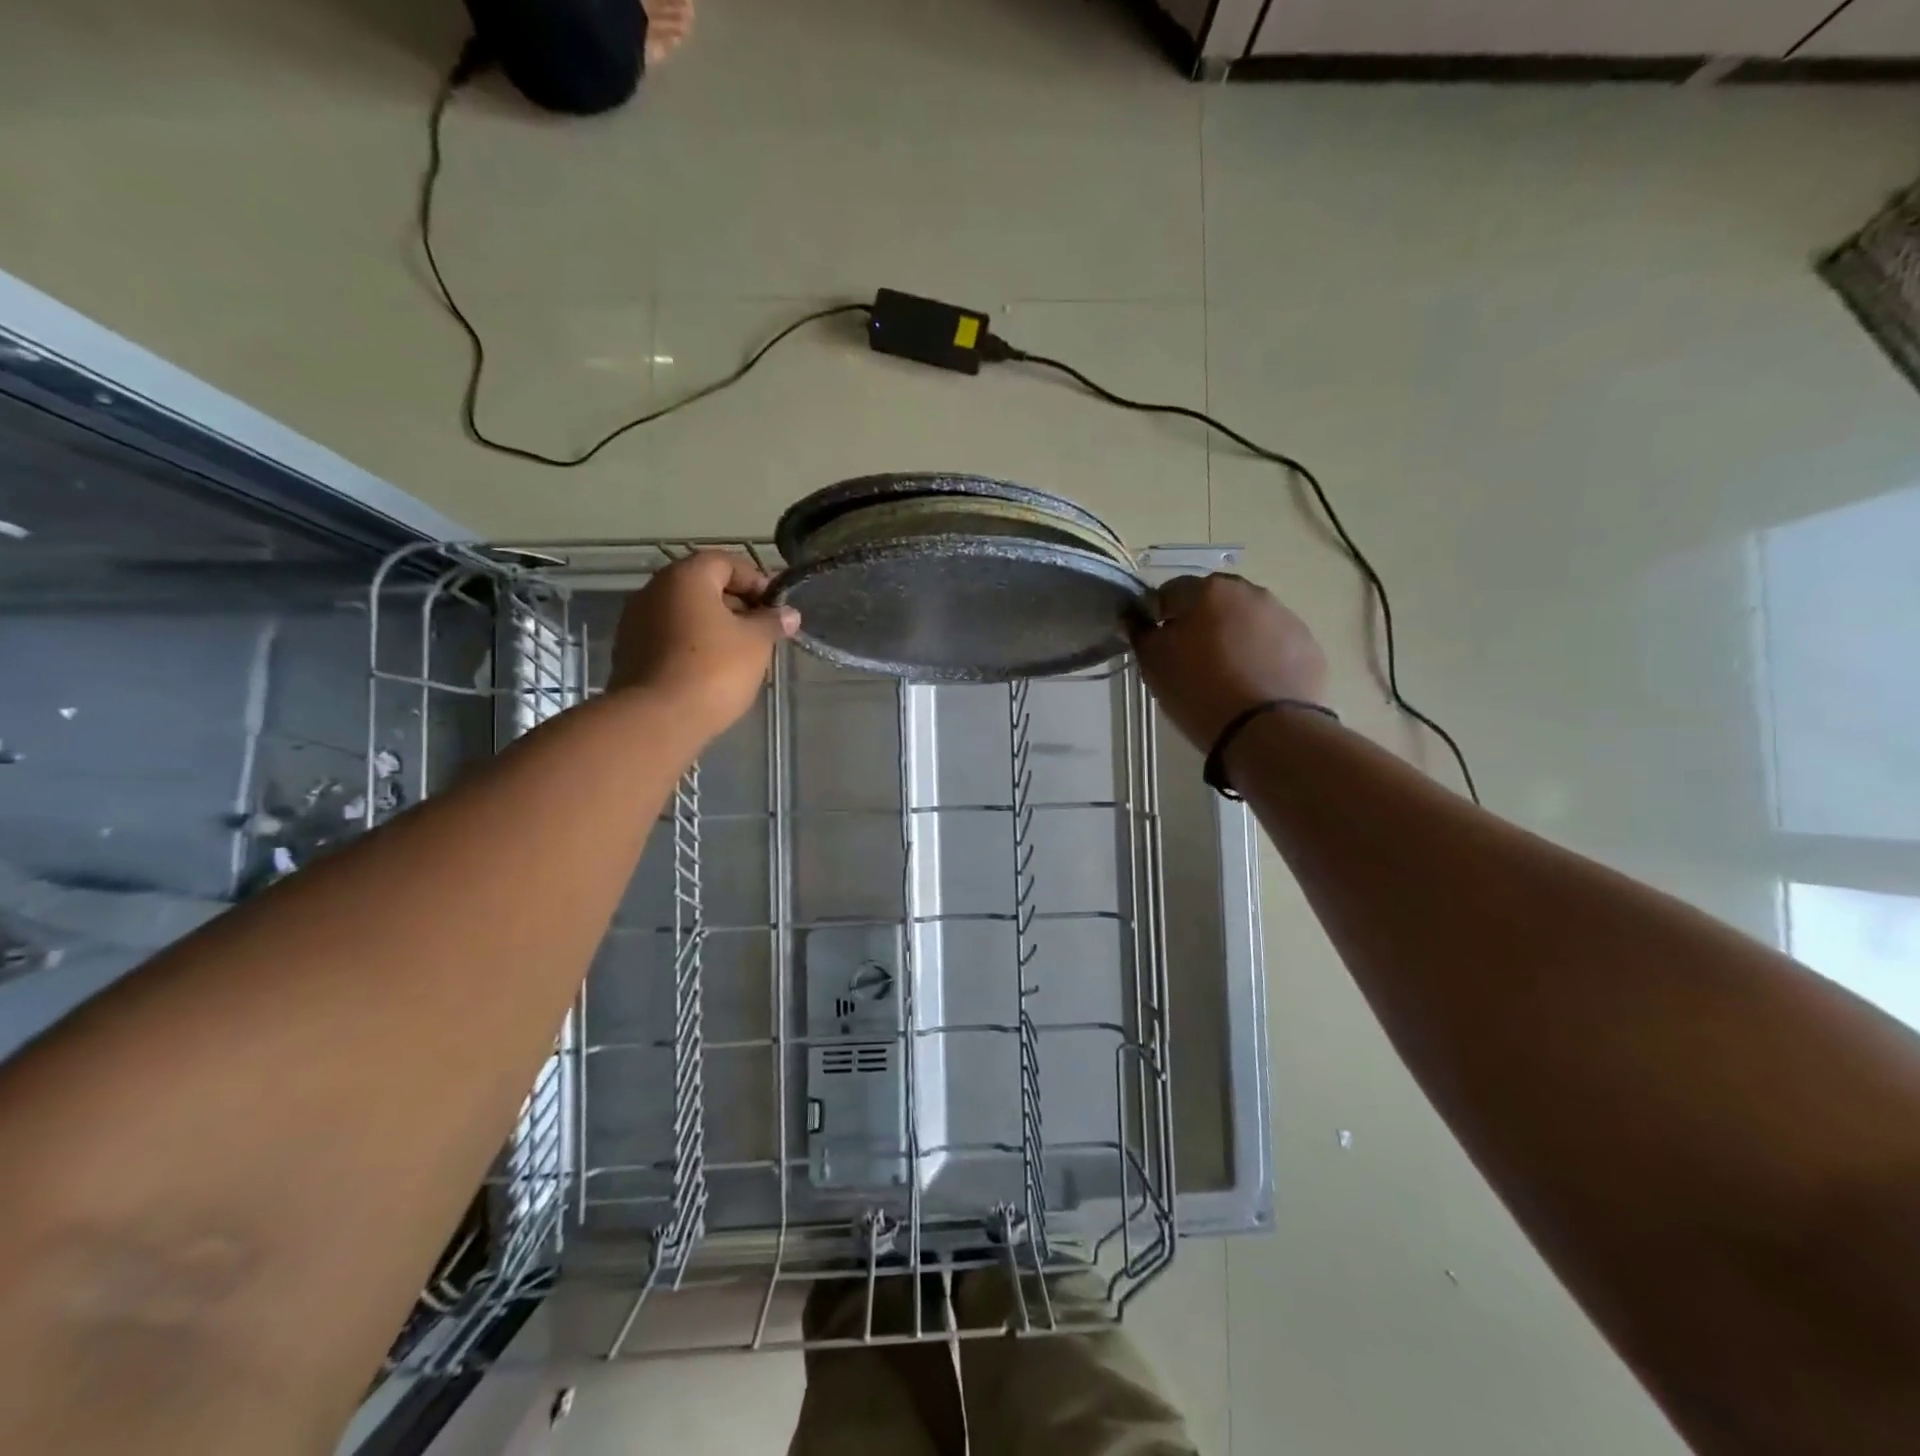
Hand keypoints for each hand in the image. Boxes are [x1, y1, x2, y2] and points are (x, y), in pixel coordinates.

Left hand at [606, 552, 799, 742]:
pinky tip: (712, 670)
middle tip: (762, 632)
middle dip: (736, 605)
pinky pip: (669, 637)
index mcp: (685, 577)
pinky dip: (693, 645)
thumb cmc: (714, 669)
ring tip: (740, 655)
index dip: (757, 581)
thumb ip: (772, 622)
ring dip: (714, 626)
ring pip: (685, 613)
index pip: (726, 562)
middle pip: (703, 586)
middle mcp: (654, 589)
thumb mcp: (756, 643)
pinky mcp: (629, 652)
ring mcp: (636, 621)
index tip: (776, 608)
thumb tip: (788, 614)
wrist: (657, 719)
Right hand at [1131, 573, 1327, 751]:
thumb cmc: (1199, 691)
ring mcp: (1284, 616)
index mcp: (1207, 591)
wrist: (1267, 730)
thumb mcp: (1154, 665)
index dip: (1159, 617)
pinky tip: (1255, 684)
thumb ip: (1142, 634)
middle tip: (1193, 659)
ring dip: (1235, 636)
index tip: (1159, 644)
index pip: (1170, 592)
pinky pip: (1275, 642)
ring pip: (1248, 619)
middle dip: (1202, 621)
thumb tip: (1137, 618)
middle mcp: (1249, 592)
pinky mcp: (1308, 644)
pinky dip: (1264, 655)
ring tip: (1228, 674)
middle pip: (1214, 601)